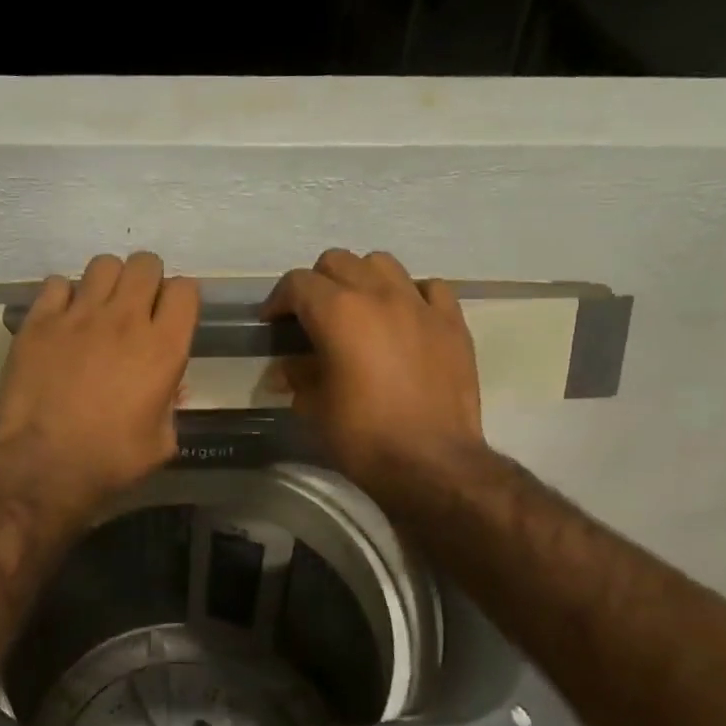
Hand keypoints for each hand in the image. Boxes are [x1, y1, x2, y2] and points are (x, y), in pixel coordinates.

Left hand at [0, 253, 198, 513]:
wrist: (44, 466)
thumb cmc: (111, 461)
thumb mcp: (162, 441)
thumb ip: (171, 404)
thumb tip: (168, 388)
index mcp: (163, 348)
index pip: (185, 290)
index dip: (180, 299)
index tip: (171, 315)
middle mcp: (125, 320)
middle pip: (145, 264)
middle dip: (146, 279)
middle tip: (136, 306)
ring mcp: (79, 315)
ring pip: (103, 265)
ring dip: (107, 282)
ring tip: (98, 307)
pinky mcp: (40, 321)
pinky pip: (57, 283)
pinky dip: (63, 296)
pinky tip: (62, 320)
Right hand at [263, 249, 482, 483]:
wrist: (432, 464)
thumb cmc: (363, 436)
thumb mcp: (313, 408)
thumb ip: (297, 376)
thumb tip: (287, 368)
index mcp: (338, 312)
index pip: (297, 283)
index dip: (278, 300)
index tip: (272, 323)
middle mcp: (378, 295)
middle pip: (338, 262)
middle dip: (318, 283)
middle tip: (313, 316)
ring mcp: (420, 305)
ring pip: (383, 264)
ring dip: (363, 279)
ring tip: (360, 309)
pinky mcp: (452, 323)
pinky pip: (430, 288)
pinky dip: (412, 295)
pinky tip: (406, 318)